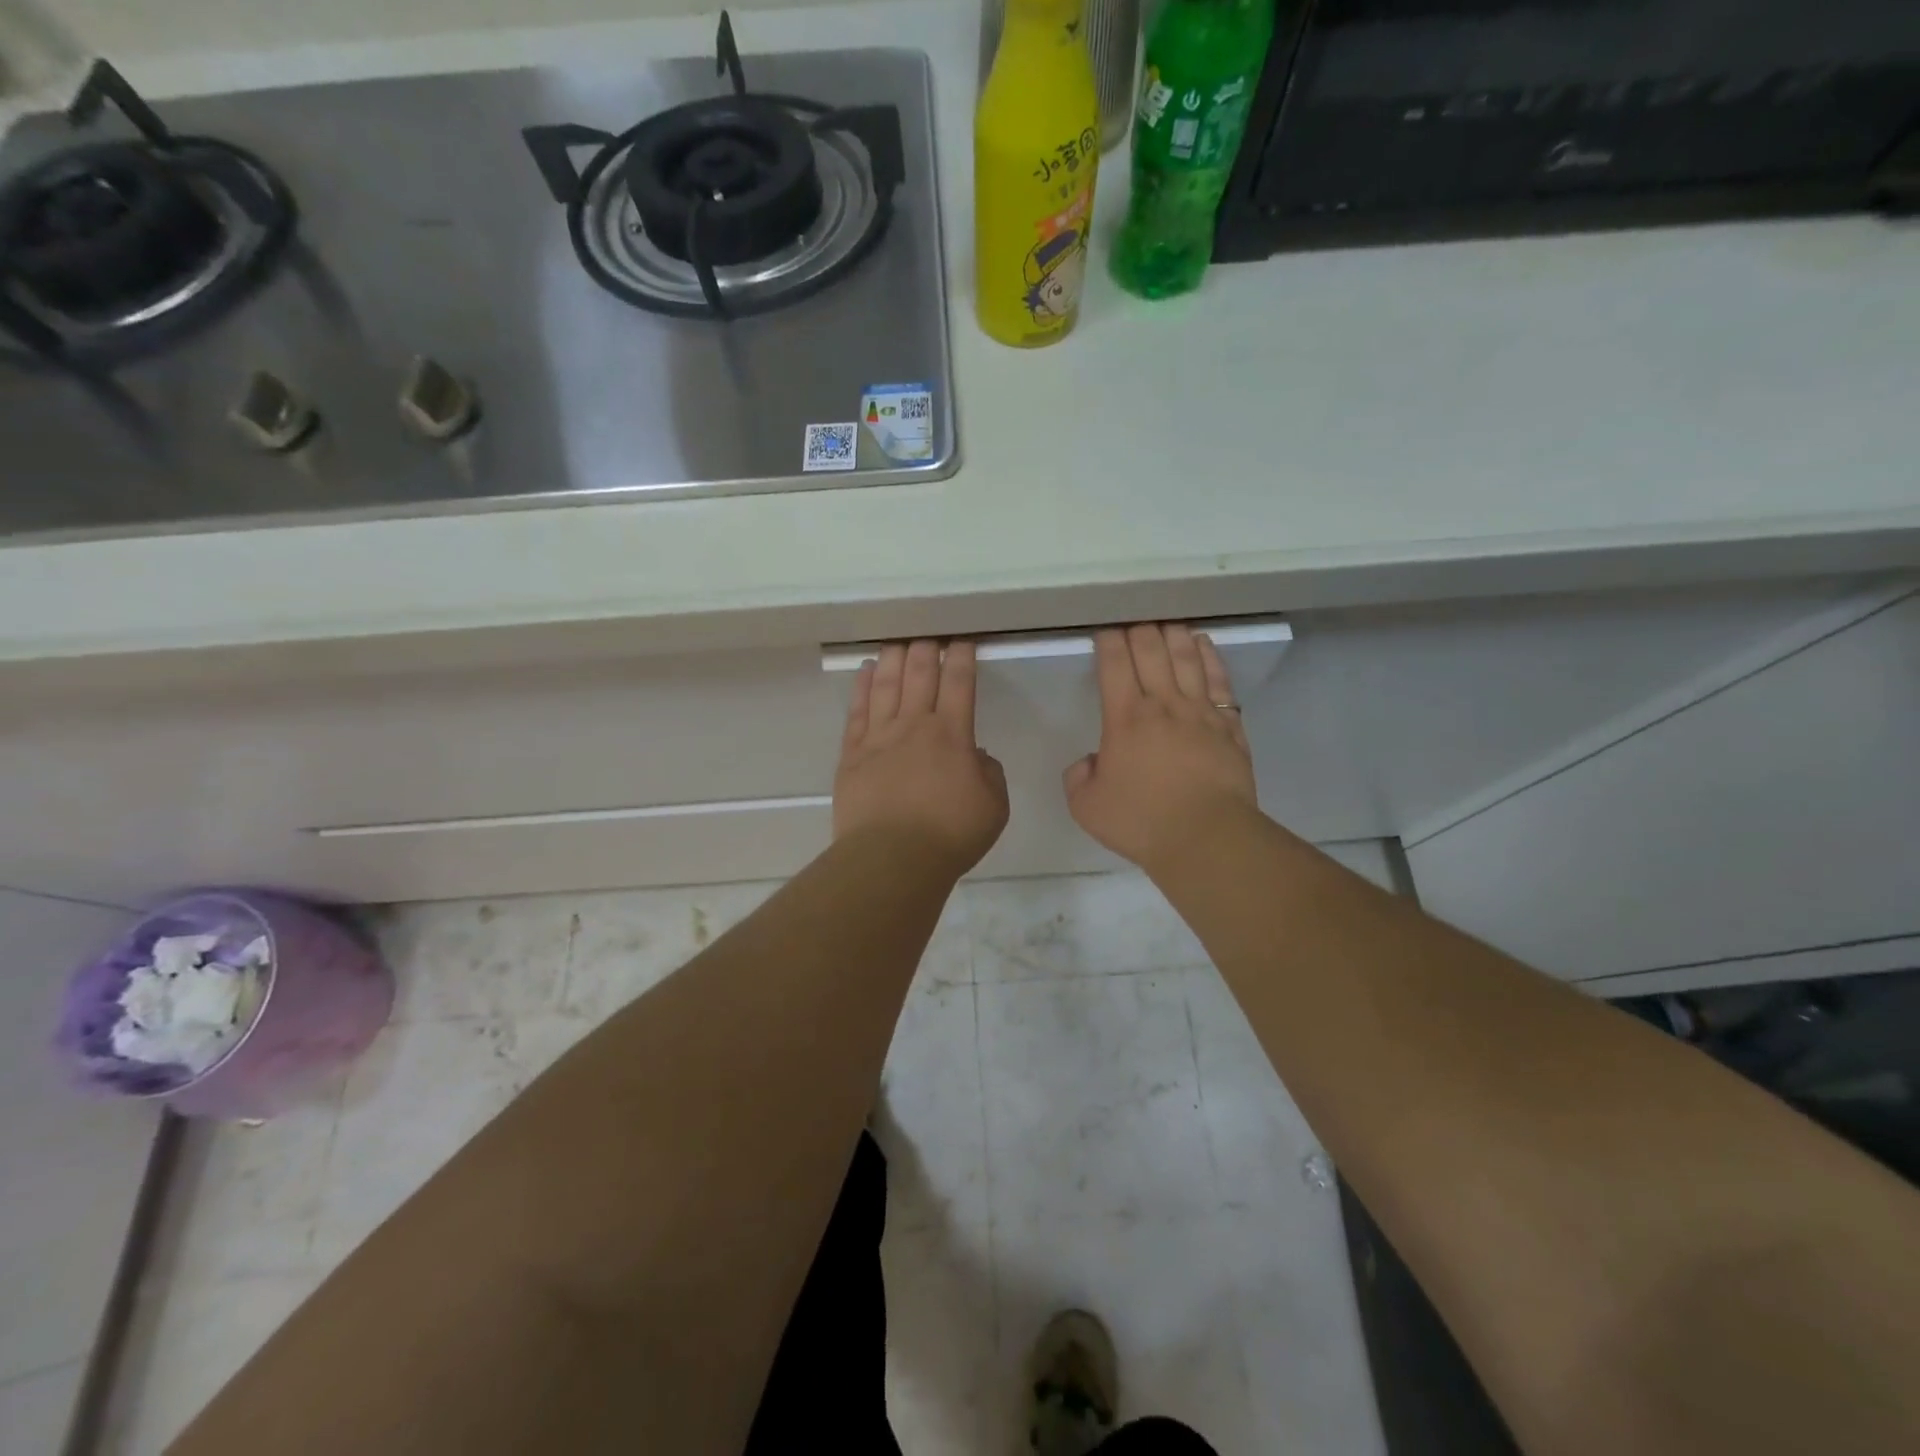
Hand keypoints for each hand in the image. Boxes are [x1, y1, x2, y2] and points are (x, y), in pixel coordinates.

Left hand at [835, 640, 1009, 872]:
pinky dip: (863, 687)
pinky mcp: (852, 754)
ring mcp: (879, 737)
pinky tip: (867, 671)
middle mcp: (914, 725)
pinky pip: (857, 711)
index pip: (959, 683)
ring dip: (894, 658)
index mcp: (952, 735)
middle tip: (928, 633)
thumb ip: (989, 773)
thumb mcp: (994, 806)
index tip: (962, 640)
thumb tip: (976, 756)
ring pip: (886, 685)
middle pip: (920, 674)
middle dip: (926, 649)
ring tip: (897, 640)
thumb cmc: (950, 835)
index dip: (962, 657)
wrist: (892, 858)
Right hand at [1064, 623, 1258, 871]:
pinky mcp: (1229, 725)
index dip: (1109, 640)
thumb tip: (1091, 761)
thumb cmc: (1141, 821)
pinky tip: (1203, 645)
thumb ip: (1079, 777)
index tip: (1105, 629)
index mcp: (1125, 718)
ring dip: (1174, 634)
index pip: (1115, 664)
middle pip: (1152, 651)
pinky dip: (1210, 657)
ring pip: (1187, 658)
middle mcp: (1163, 704)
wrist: (1206, 838)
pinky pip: (1220, 680)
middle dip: (1139, 628)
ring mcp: (1201, 712)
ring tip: (1167, 621)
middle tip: (1134, 618)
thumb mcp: (1086, 806)